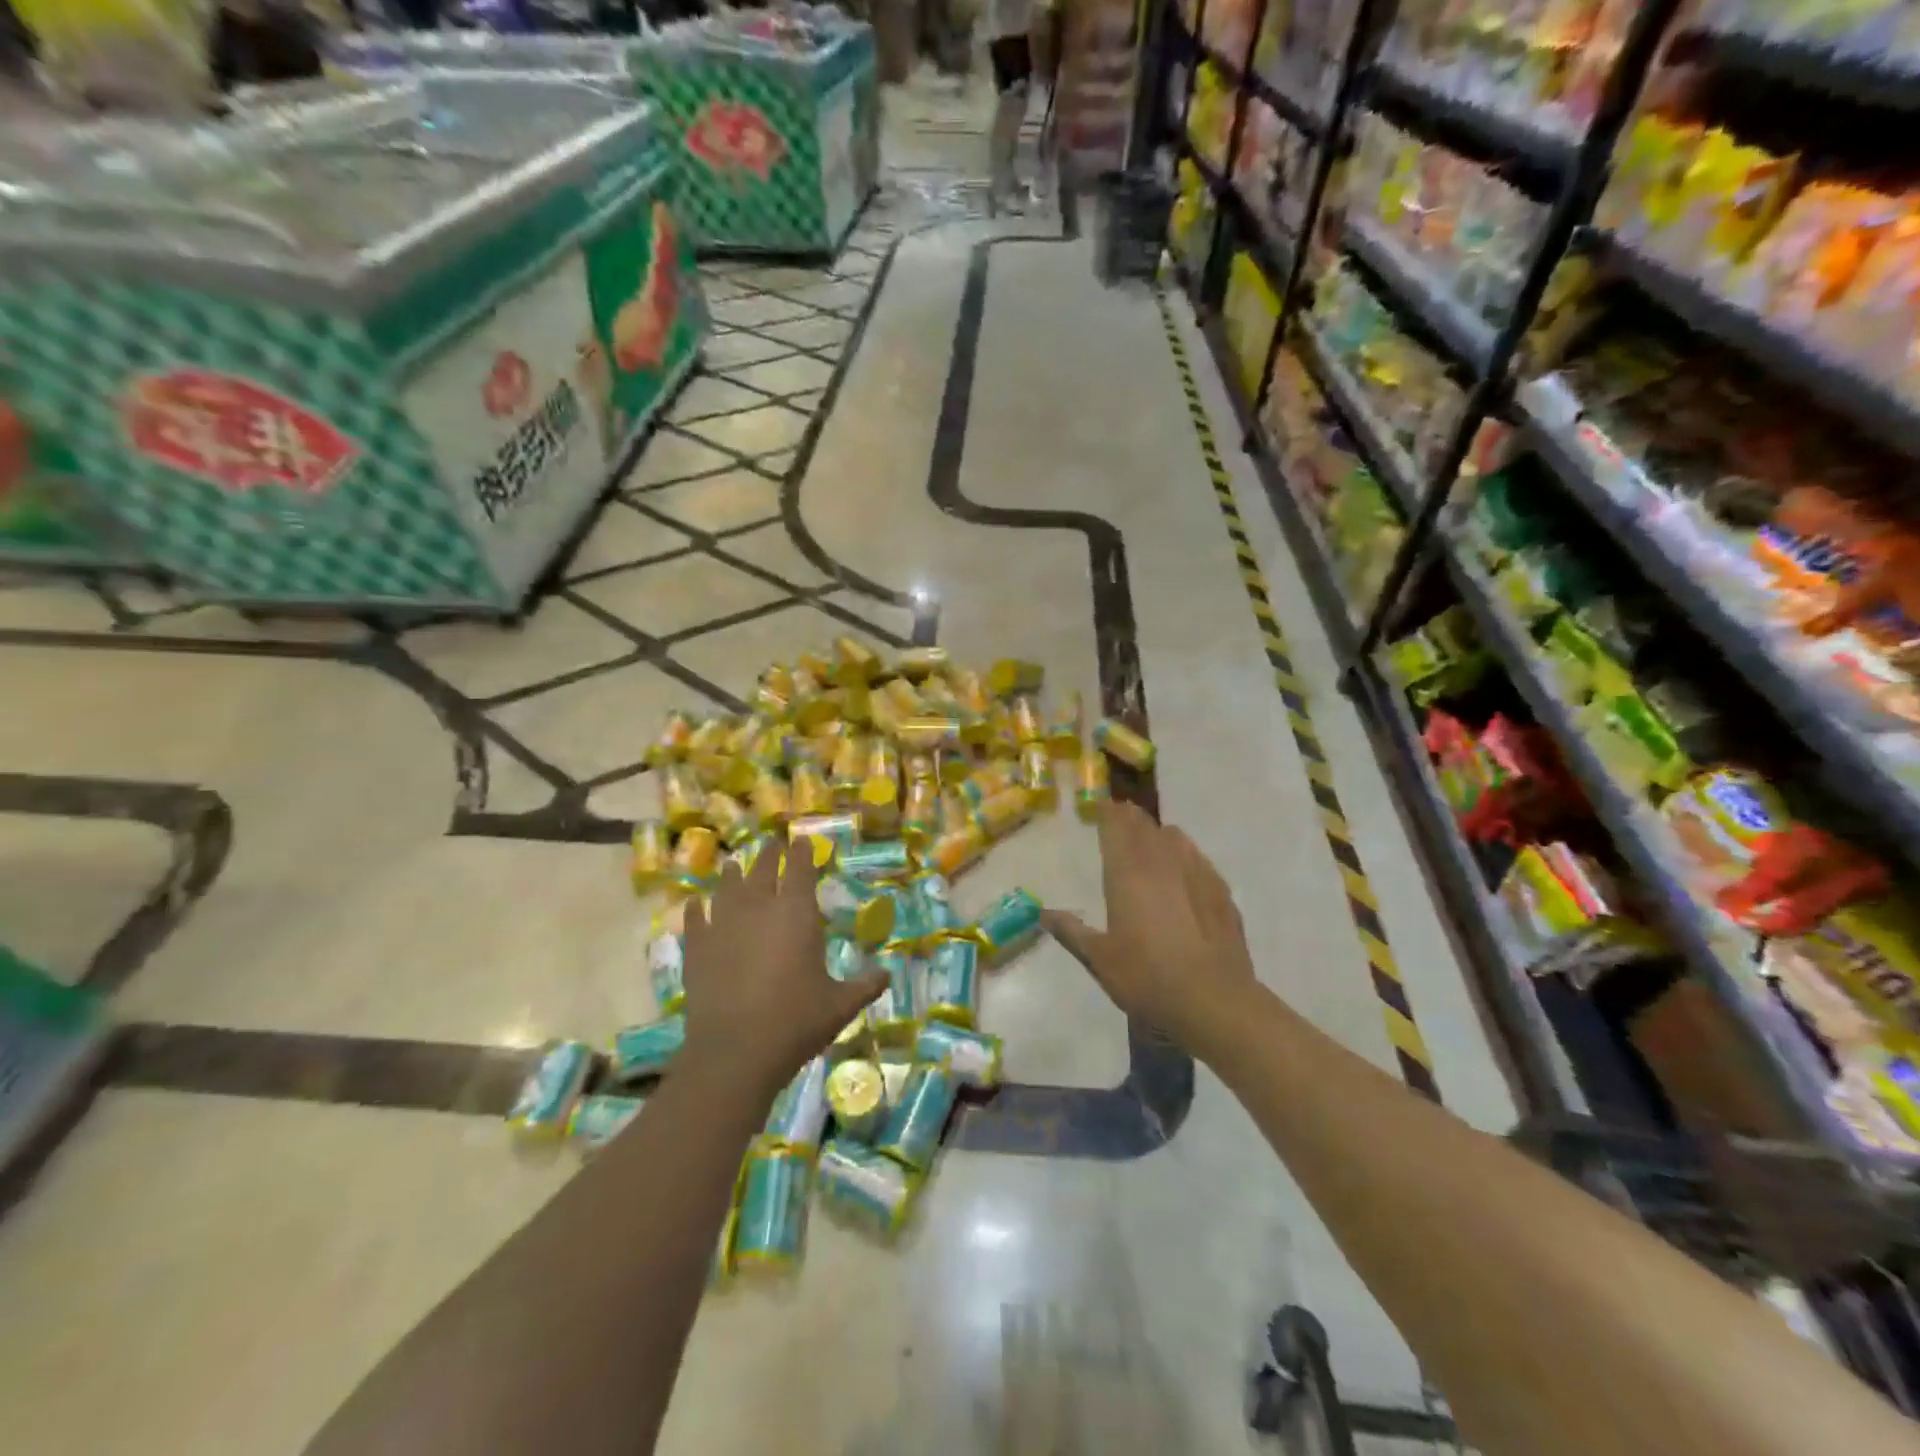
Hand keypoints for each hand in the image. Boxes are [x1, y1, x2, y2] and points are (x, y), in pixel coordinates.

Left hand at [681, 844, 886, 1099]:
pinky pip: (695, 918)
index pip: (800, 869)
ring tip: (734, 864)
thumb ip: (865, 986)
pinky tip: (694, 903)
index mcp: (797, 914)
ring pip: (727, 887)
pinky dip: (696, 908)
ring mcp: (723, 925)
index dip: (801, 852)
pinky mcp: (697, 948)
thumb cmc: (796, 1022)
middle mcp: (759, 909)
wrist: (736, 1051)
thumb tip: (888, 975)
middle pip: (763, 869)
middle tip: (772, 845)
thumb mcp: (840, 1005)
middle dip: (769, 855)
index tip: (801, 840)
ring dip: (732, 874)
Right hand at [1041, 801, 1259, 1057]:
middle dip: (1131, 818)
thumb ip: (1071, 931)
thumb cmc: (1146, 977)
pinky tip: (1185, 868)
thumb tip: (1043, 914)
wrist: (1213, 1000)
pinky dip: (1185, 855)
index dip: (1107, 813)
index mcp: (1127, 873)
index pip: (1116, 828)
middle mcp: (1162, 863)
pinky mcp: (1221, 892)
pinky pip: (1199, 860)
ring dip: (1158, 833)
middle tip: (1121, 813)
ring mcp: (1197, 873)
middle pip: (1144, 826)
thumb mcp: (1099, 959)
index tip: (1100, 804)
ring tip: (1151, 836)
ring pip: (1175, 838)